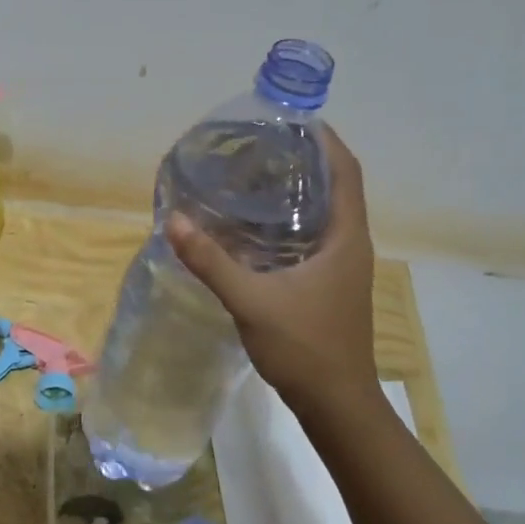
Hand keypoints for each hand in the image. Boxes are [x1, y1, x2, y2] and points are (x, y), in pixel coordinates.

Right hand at [166, 127, 376, 420]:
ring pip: (326, 212)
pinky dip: (291, 220)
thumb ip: (211, 261)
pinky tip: (255, 227)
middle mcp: (351, 245)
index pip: (346, 170)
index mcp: (346, 238)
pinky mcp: (330, 284)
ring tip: (253, 174)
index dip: (325, 139)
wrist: (337, 405)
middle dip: (304, 159)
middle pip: (336, 185)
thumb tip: (173, 220)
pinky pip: (315, 236)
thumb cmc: (305, 348)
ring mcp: (343, 266)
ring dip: (298, 189)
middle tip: (258, 143)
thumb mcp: (252, 300)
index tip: (290, 119)